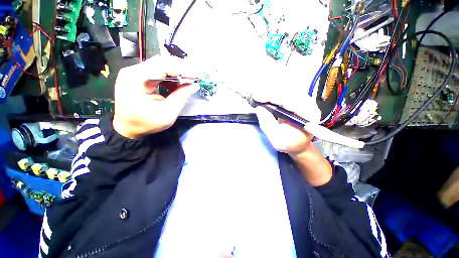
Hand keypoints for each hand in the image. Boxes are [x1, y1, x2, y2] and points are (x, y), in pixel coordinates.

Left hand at [113, 56, 199, 138]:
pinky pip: (158, 71)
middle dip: (182, 68)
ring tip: (190, 79)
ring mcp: (135, 72)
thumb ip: (181, 98)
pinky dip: (171, 76)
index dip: (182, 69)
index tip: (198, 75)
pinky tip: (179, 83)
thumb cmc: (145, 124)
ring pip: (161, 65)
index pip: (163, 66)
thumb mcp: (167, 114)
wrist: (127, 128)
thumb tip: (194, 86)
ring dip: (178, 71)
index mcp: (136, 79)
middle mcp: (133, 71)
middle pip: (162, 62)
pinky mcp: (139, 75)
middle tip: (196, 76)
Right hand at [253, 93, 320, 155]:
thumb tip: (259, 108)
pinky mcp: (297, 100)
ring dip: (270, 92)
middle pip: (287, 92)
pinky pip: (284, 93)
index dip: (271, 97)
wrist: (299, 144)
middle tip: (255, 96)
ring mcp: (303, 100)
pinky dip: (272, 94)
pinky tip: (265, 97)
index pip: (289, 101)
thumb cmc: (289, 144)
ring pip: (285, 90)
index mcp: (307, 115)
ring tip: (258, 96)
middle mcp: (308, 104)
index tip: (256, 97)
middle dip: (269, 93)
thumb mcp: (277, 139)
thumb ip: (268, 124)